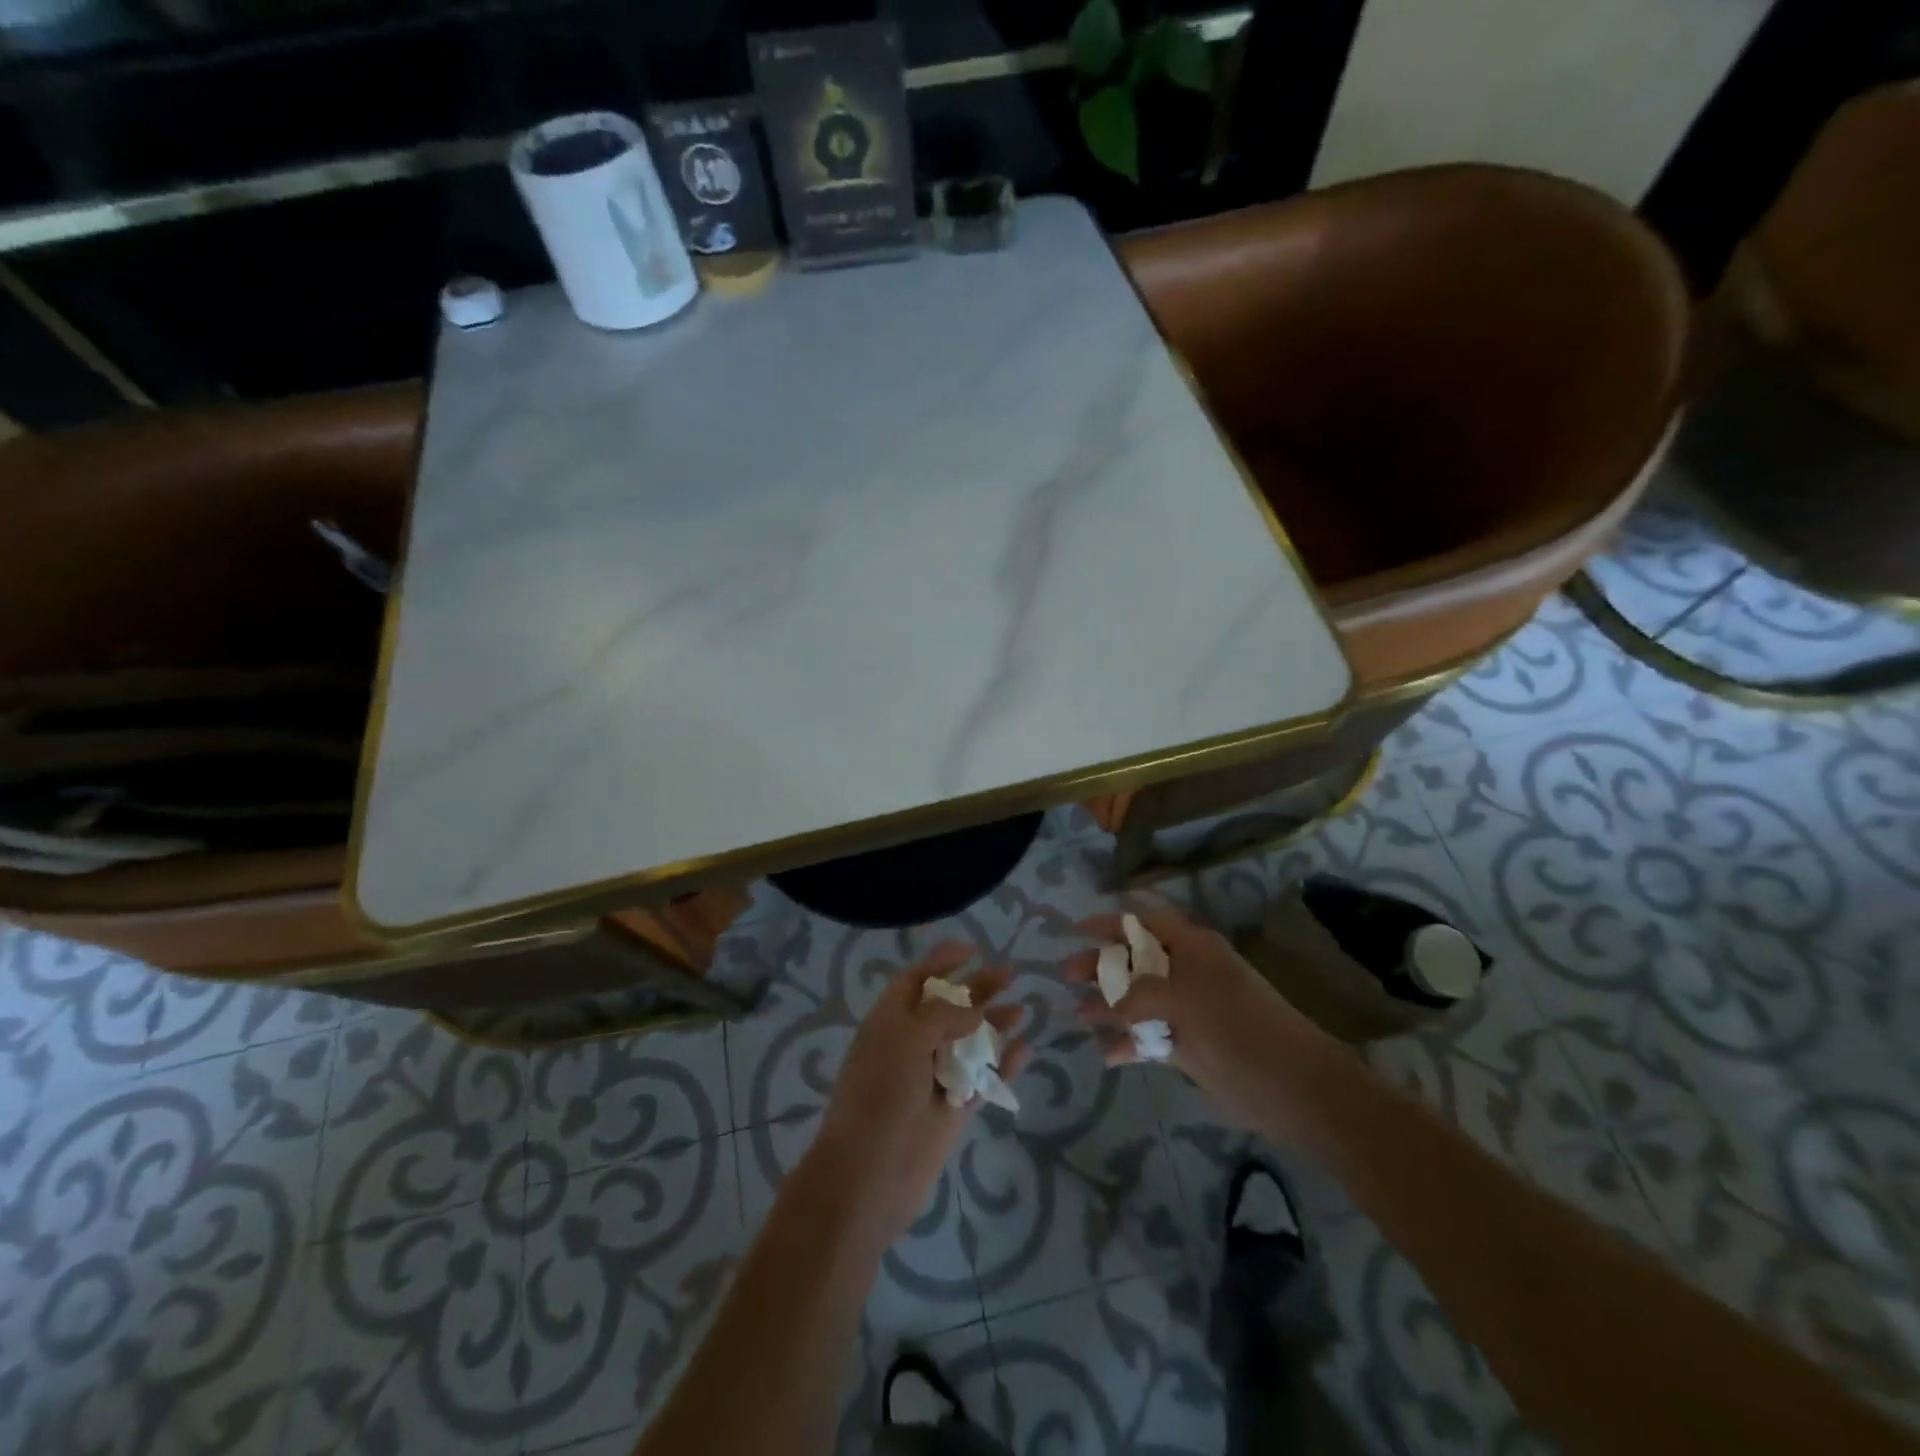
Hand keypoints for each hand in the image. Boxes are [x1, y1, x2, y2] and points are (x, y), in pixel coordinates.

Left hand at [811, 943, 1028, 1243]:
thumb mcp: (905, 1038)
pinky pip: (983, 1079)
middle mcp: (911, 1044)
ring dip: (994, 1023)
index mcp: (890, 1021)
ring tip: (1023, 1010)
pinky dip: (1002, 1064)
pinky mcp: (953, 1109)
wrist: (870, 1175)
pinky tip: (1024, 1049)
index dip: (941, 961)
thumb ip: (942, 1016)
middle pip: (949, 1007)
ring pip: (970, 1042)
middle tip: (1010, 973)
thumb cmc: (880, 1094)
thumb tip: (974, 1012)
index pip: (916, 980)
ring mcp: (934, 1077)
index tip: (971, 948)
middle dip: (977, 988)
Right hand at [1066, 902, 1337, 1141]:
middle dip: (1099, 966)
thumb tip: (1098, 1006)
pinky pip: (1149, 1037)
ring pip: (1138, 1001)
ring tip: (1076, 1019)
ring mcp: (1188, 1010)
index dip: (1109, 922)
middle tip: (1065, 977)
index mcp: (1192, 947)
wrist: (1297, 1089)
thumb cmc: (1240, 1030)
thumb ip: (1136, 997)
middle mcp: (1187, 972)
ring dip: (1108, 1008)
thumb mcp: (1184, 1002)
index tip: (1075, 929)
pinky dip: (1128, 1044)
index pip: (1143, 922)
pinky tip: (1106, 1055)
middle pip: (1133, 960)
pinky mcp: (1189, 1045)